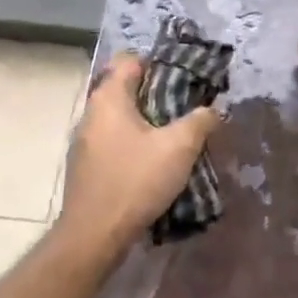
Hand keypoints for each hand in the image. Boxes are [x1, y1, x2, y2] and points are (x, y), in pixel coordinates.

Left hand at [57, 54, 220, 253]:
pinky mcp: (87, 167)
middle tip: (188, 107)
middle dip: (158, 95)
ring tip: (177, 136)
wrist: (93, 236)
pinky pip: (115, 142)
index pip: (130, 60)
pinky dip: (135, 144)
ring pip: (121, 118)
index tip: (184, 78)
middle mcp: (91, 114)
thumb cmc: (135, 180)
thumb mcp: (180, 147)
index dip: (159, 63)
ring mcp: (84, 143)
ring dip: (148, 123)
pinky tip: (156, 163)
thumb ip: (200, 121)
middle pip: (126, 89)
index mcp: (109, 99)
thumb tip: (213, 110)